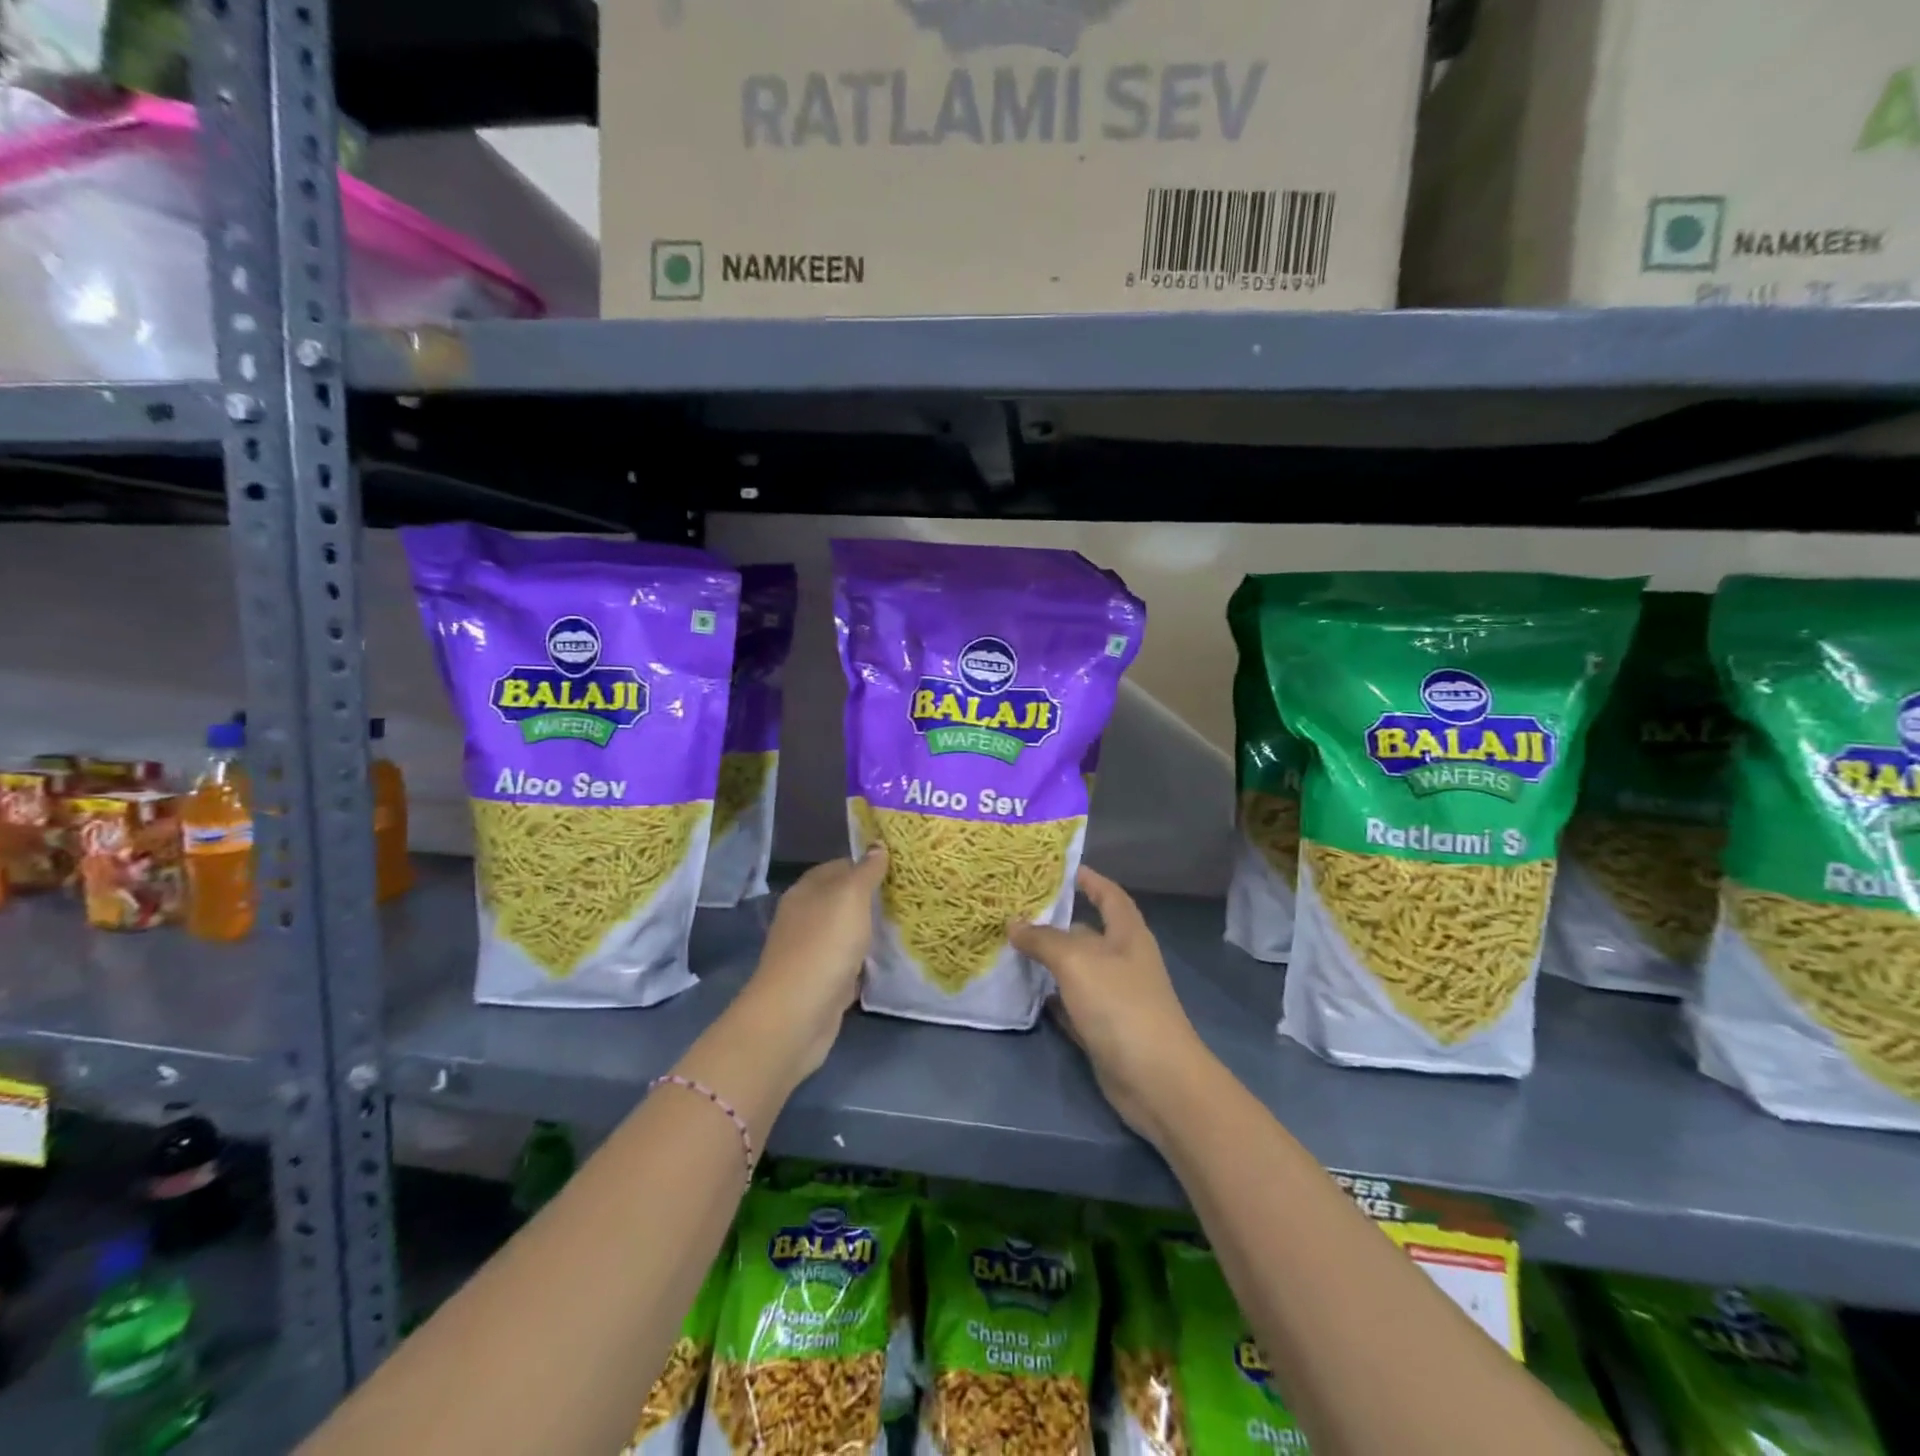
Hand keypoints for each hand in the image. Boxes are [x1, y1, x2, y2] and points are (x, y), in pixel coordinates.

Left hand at [734, 848, 887, 1081]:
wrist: (797, 1014)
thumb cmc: (824, 945)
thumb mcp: (850, 897)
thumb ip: (866, 871)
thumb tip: (877, 845)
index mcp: (806, 890)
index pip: (841, 866)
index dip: (869, 864)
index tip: (902, 868)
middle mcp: (805, 916)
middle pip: (843, 899)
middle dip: (873, 898)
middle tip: (911, 896)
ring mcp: (812, 950)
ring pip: (847, 931)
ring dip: (871, 930)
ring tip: (907, 924)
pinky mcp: (822, 980)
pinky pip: (849, 962)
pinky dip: (867, 960)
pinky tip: (889, 960)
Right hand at [1008, 867, 1213, 1147]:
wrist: (1156, 1080)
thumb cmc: (1120, 1005)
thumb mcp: (1076, 961)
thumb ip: (1043, 939)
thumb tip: (1015, 924)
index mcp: (1127, 934)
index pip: (1109, 895)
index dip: (1089, 879)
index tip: (1059, 869)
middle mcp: (1123, 960)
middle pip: (1087, 932)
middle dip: (1055, 921)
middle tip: (1014, 911)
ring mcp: (1115, 997)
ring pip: (1076, 970)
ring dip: (1048, 961)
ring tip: (1009, 947)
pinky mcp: (1104, 1029)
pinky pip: (1073, 1004)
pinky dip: (1052, 998)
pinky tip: (1026, 993)